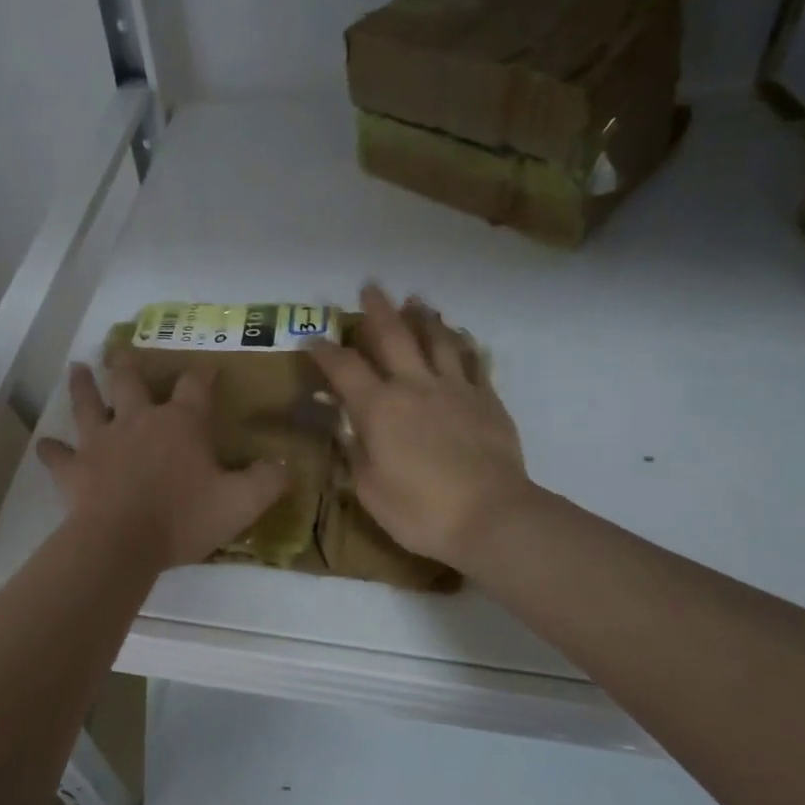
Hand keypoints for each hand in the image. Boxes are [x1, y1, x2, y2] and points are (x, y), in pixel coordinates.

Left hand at [37, 359, 289, 572]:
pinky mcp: (74, 468)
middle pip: (130, 382)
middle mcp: (138, 421)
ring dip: (82, 387)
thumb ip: (267, 481)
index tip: (207, 366)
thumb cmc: (184, 517)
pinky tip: (45, 445)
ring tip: (77, 368)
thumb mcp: (240, 503)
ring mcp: (101, 441)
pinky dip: (52, 451)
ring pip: (88, 405)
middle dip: (127, 364)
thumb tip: (286, 465)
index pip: (195, 387)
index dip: (203, 374)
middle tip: (120, 349)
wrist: (122, 542)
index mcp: (180, 423)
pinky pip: (58, 456)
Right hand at [310, 285, 534, 570]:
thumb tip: (345, 426)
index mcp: (378, 407)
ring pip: (437, 340)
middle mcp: (414, 386)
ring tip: (416, 301)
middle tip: (370, 287)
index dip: (324, 350)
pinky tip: (462, 338)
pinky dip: (465, 345)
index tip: (312, 338)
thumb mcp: (369, 489)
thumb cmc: (420, 511)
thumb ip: (355, 452)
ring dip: (424, 317)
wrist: (492, 517)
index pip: (343, 368)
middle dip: (377, 310)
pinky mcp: (487, 400)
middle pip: (393, 336)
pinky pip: (474, 363)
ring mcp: (454, 389)